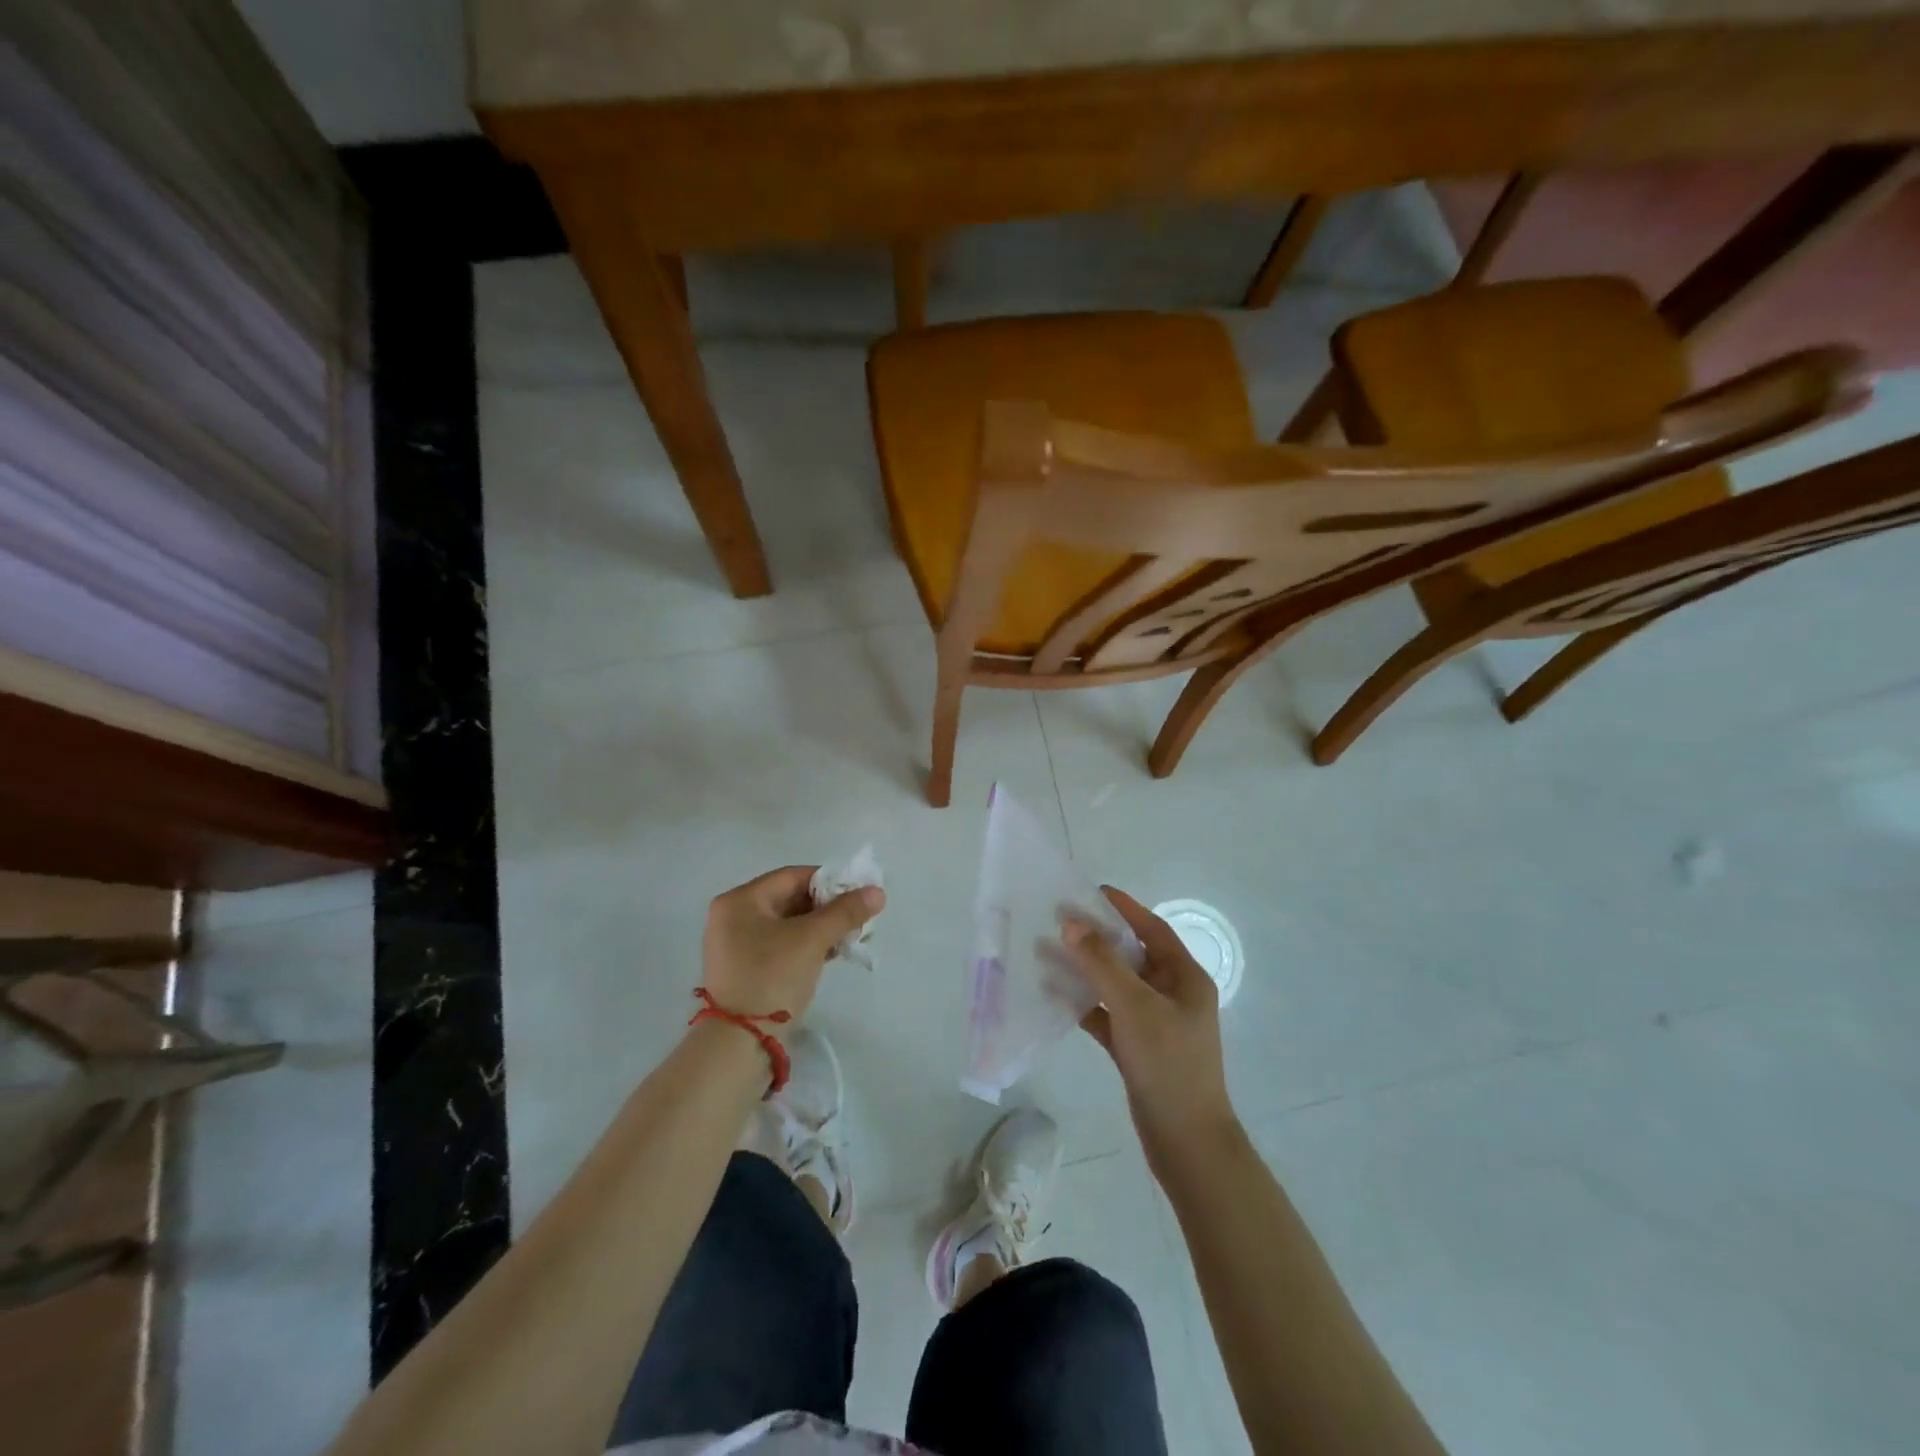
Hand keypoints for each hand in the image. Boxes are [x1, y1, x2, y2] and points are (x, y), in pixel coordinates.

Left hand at [702, 867, 884, 1020]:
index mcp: (740, 900)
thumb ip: (845, 912)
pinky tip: (832, 953)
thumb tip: (877, 892)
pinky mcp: (745, 969)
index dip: (829, 881)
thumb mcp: (812, 940)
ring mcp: (736, 945)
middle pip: (790, 899)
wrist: (740, 1043)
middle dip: (827, 907)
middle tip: (858, 917)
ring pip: (788, 924)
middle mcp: (732, 916)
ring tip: (850, 936)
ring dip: (820, 927)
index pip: (793, 876)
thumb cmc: (772, 977)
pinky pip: (781, 944)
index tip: (858, 893)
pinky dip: (806, 945)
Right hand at [1063, 887, 1237, 1167]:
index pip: (1152, 929)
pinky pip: (1107, 1014)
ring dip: (1084, 969)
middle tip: (1057, 920)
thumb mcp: (1135, 1007)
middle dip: (1095, 937)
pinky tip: (1053, 995)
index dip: (1123, 907)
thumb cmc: (1168, 1064)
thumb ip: (1102, 963)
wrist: (1186, 1142)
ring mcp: (1155, 1022)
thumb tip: (1071, 923)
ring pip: (1115, 984)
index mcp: (1185, 977)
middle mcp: (1172, 994)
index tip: (1089, 891)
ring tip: (1046, 952)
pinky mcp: (1138, 1047)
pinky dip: (1084, 1003)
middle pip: (1130, 954)